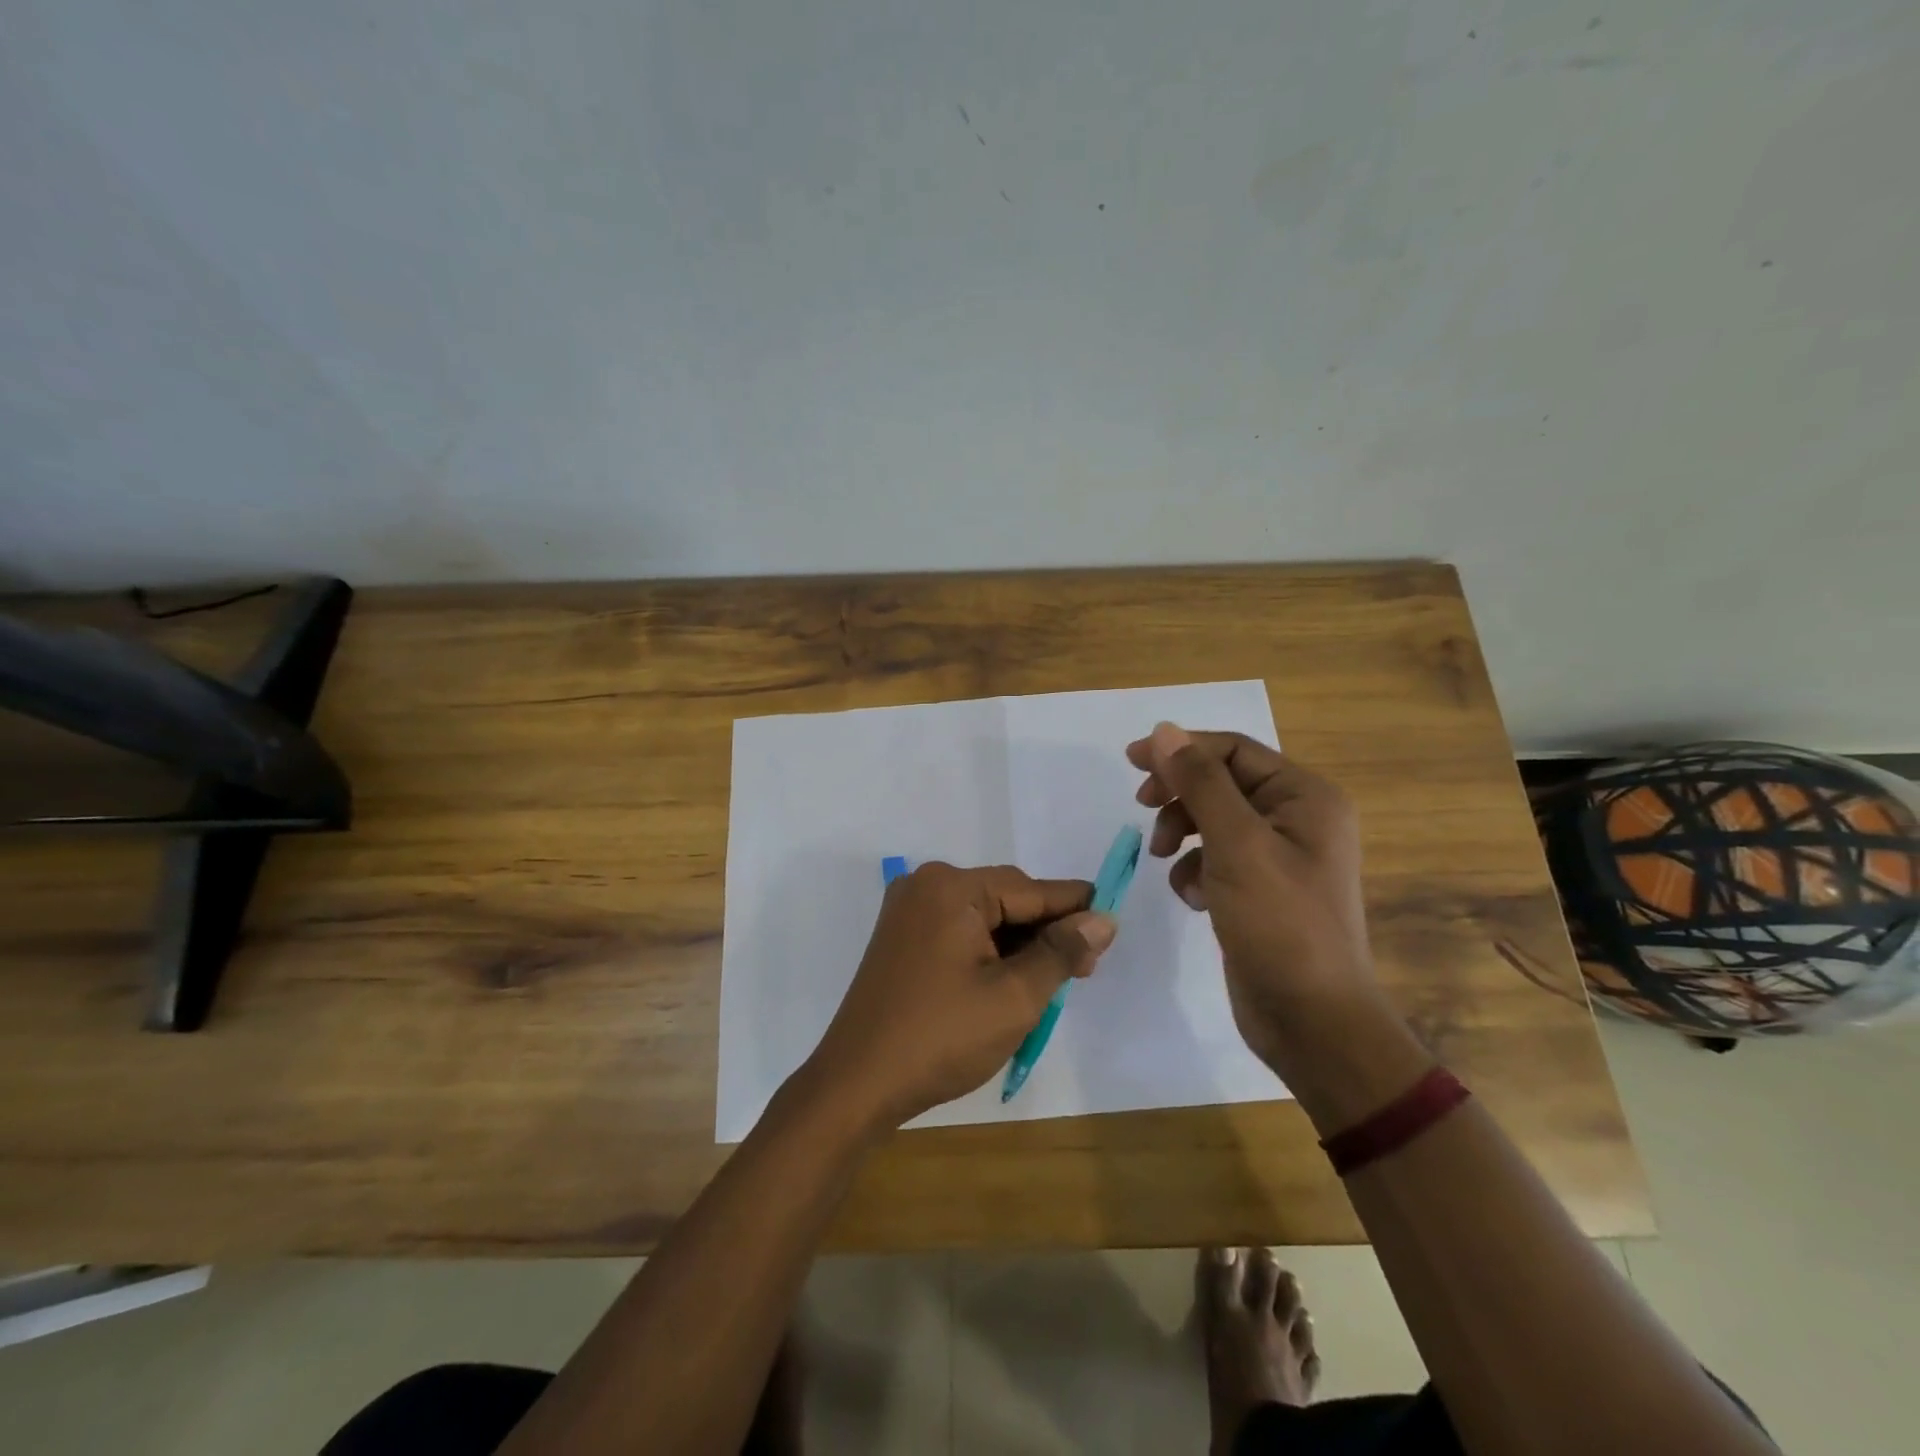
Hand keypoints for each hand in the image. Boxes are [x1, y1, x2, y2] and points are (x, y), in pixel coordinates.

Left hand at [804, 863, 1116, 1129]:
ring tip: (1053, 981)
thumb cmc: (941, 1037)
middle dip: (1045, 932)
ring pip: (983, 917)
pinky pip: (959, 931)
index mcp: (952, 887)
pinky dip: (989, 952)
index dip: (1074, 907)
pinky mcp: (901, 938)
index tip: (1112, 923)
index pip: (1030, 890)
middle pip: (1005, 899)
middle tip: (1085, 970)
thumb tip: (1102, 919)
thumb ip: (1061, 952)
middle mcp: (927, 885)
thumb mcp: (1014, 997)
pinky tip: (1011, 979)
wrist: (857, 1084)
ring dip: (1019, 945)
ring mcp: (908, 911)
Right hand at [1126, 722, 1380, 1072]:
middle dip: (1180, 795)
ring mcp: (1281, 856)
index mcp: (1305, 797)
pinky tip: (1194, 899)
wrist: (1311, 1020)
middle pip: (1222, 782)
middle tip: (1141, 808)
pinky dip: (1195, 870)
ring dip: (1182, 834)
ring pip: (1213, 821)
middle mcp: (1298, 818)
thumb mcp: (1235, 844)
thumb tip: (1165, 730)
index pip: (1233, 750)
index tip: (1132, 762)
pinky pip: (1217, 859)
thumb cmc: (1280, 923)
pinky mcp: (1262, 890)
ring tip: (1166, 861)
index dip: (1181, 750)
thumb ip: (1199, 783)